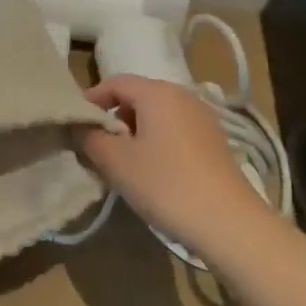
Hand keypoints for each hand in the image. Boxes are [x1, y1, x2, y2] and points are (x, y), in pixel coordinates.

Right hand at [81, 75, 273, 262]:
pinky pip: (175, 129)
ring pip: (157, 114)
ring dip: (136, 131)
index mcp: (157, 92)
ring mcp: (202, 117)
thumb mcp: (116, 162)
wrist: (229, 223)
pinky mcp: (214, 140)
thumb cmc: (166, 184)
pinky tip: (154, 171)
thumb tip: (80, 126)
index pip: (115, 82)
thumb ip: (90, 138)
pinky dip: (157, 141)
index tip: (76, 123)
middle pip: (137, 96)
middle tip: (97, 145)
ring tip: (124, 161)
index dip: (91, 99)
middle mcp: (182, 95)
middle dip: (114, 117)